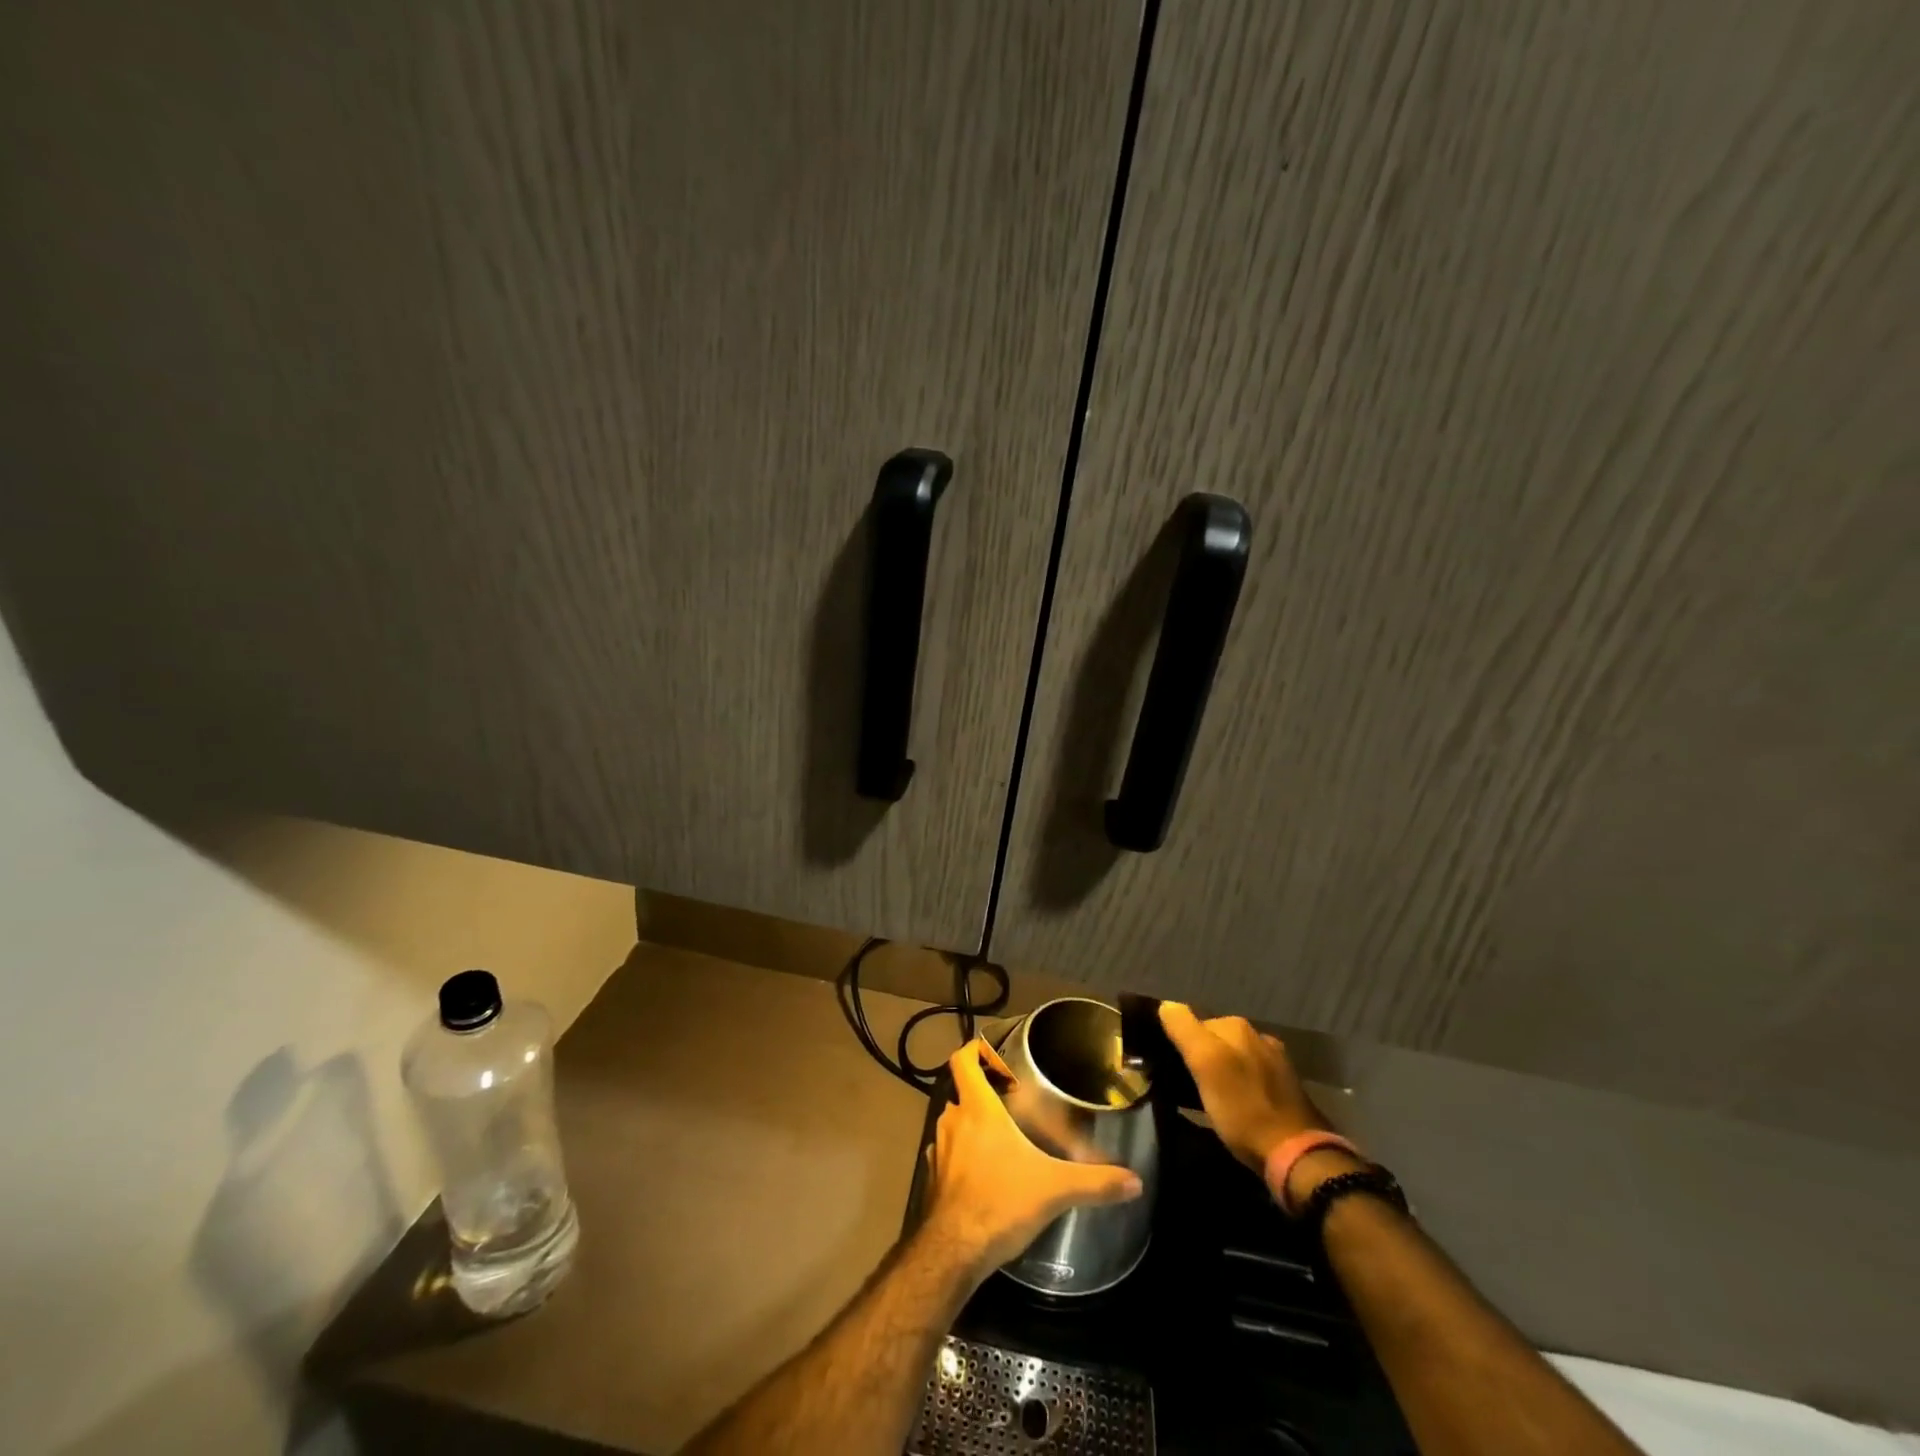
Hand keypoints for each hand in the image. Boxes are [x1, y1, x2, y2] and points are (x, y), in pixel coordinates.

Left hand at [919, 1040, 1143, 1277]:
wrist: (954, 1252)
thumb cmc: (1001, 1202)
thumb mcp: (1054, 1189)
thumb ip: (1095, 1182)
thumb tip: (1135, 1181)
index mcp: (977, 1109)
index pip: (962, 1061)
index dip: (972, 1049)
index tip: (990, 1050)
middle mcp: (952, 1121)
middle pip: (961, 1091)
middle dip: (983, 1091)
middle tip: (1010, 1097)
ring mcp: (938, 1149)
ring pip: (953, 1122)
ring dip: (972, 1123)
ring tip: (1001, 1134)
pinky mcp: (932, 1178)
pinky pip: (947, 1153)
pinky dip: (962, 1154)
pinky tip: (984, 1172)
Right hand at [1158, 1003, 1327, 1171]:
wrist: (1297, 1155)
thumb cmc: (1243, 1109)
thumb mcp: (1206, 1065)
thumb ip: (1184, 1030)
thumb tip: (1166, 1005)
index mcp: (1236, 1026)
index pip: (1193, 1023)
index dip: (1179, 1044)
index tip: (1169, 1068)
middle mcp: (1258, 1036)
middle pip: (1214, 1040)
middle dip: (1201, 1057)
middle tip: (1185, 1085)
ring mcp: (1275, 1062)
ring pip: (1233, 1059)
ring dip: (1220, 1072)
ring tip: (1206, 1098)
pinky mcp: (1285, 1089)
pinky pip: (1249, 1078)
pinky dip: (1238, 1086)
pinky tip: (1234, 1106)